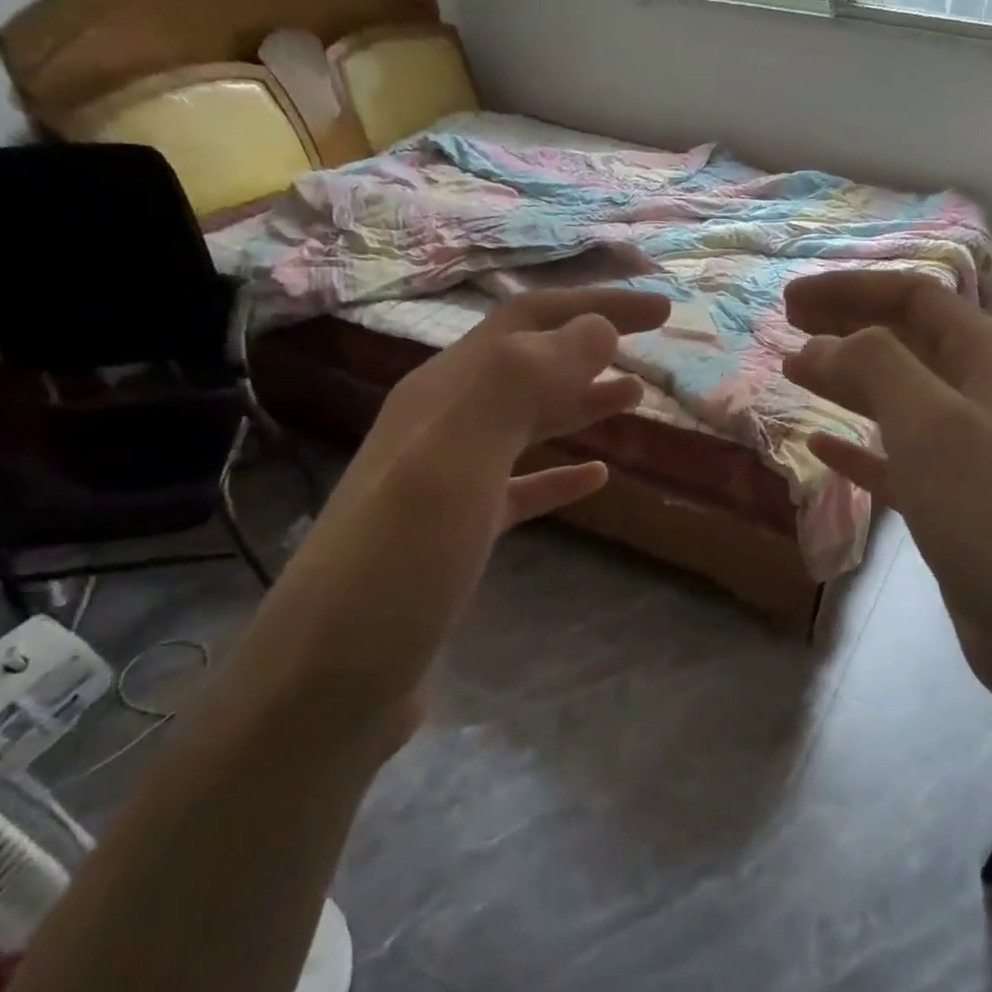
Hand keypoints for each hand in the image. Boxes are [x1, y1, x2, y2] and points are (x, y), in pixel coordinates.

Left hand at [232, 288, 670, 752]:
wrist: (328, 684)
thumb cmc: (396, 569)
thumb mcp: (453, 466)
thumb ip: (519, 386)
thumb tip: (596, 327)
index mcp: (440, 396)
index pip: (527, 325)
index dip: (595, 307)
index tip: (663, 310)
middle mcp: (441, 428)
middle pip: (528, 365)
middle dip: (591, 344)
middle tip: (656, 342)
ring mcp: (447, 484)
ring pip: (526, 424)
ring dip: (579, 401)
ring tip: (635, 397)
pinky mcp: (458, 537)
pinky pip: (521, 488)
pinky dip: (560, 473)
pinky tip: (597, 476)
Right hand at [783, 271, 991, 729]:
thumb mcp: (932, 425)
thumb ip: (876, 368)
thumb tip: (820, 343)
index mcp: (991, 359)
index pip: (914, 298)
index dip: (849, 291)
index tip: (789, 301)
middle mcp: (984, 395)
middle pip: (907, 342)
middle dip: (847, 328)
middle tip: (787, 328)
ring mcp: (972, 452)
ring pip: (900, 399)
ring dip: (848, 381)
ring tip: (795, 374)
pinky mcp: (954, 502)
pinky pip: (897, 459)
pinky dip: (858, 446)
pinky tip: (820, 444)